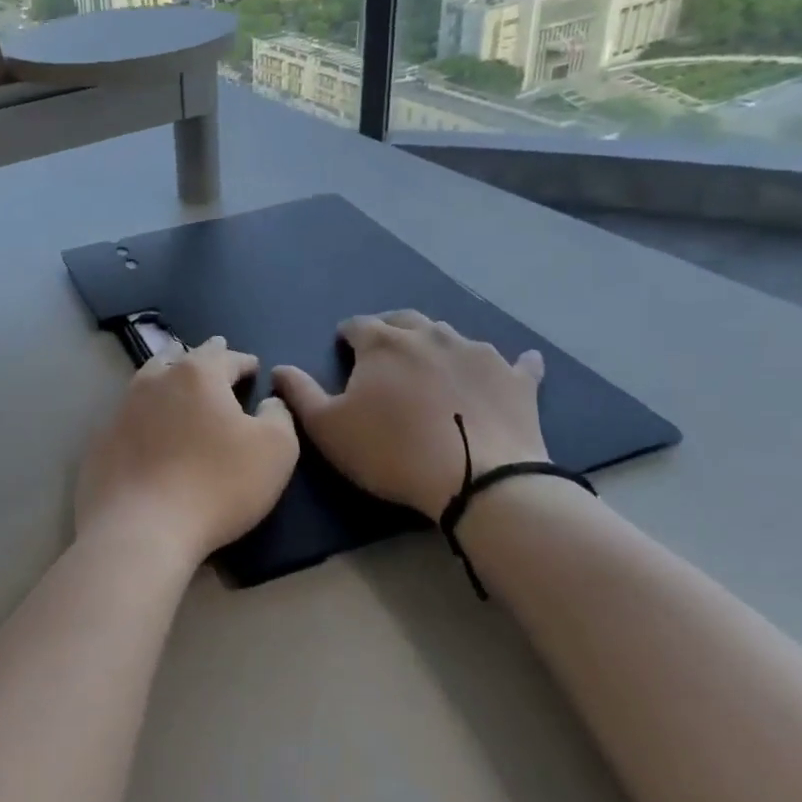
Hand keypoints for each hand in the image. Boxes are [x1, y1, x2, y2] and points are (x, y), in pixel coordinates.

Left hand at [77, 337, 298, 570]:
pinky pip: (129, 414)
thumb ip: (278, 416)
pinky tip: (147, 425)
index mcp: (197, 374)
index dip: (243, 361)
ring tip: (176, 376)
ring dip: (167, 374)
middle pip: (181, 357)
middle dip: (202, 356)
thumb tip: (269, 402)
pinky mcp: (103, 439)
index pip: (225, 357)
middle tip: (213, 355)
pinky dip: (144, 412)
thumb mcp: (275, 450)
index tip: (253, 366)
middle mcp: (156, 380)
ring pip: (149, 379)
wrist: (141, 526)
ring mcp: (123, 408)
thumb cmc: (217, 484)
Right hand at [271, 312, 546, 518]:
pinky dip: (513, 362)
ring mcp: (478, 352)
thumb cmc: (392, 451)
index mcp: (383, 343)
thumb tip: (279, 368)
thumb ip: (299, 393)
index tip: (344, 351)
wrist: (480, 481)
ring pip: (452, 335)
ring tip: (432, 366)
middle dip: (390, 331)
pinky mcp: (516, 379)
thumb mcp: (328, 428)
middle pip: (404, 321)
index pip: (358, 325)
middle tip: (384, 355)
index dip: (347, 336)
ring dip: (437, 344)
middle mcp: (430, 335)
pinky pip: (517, 362)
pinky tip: (522, 362)